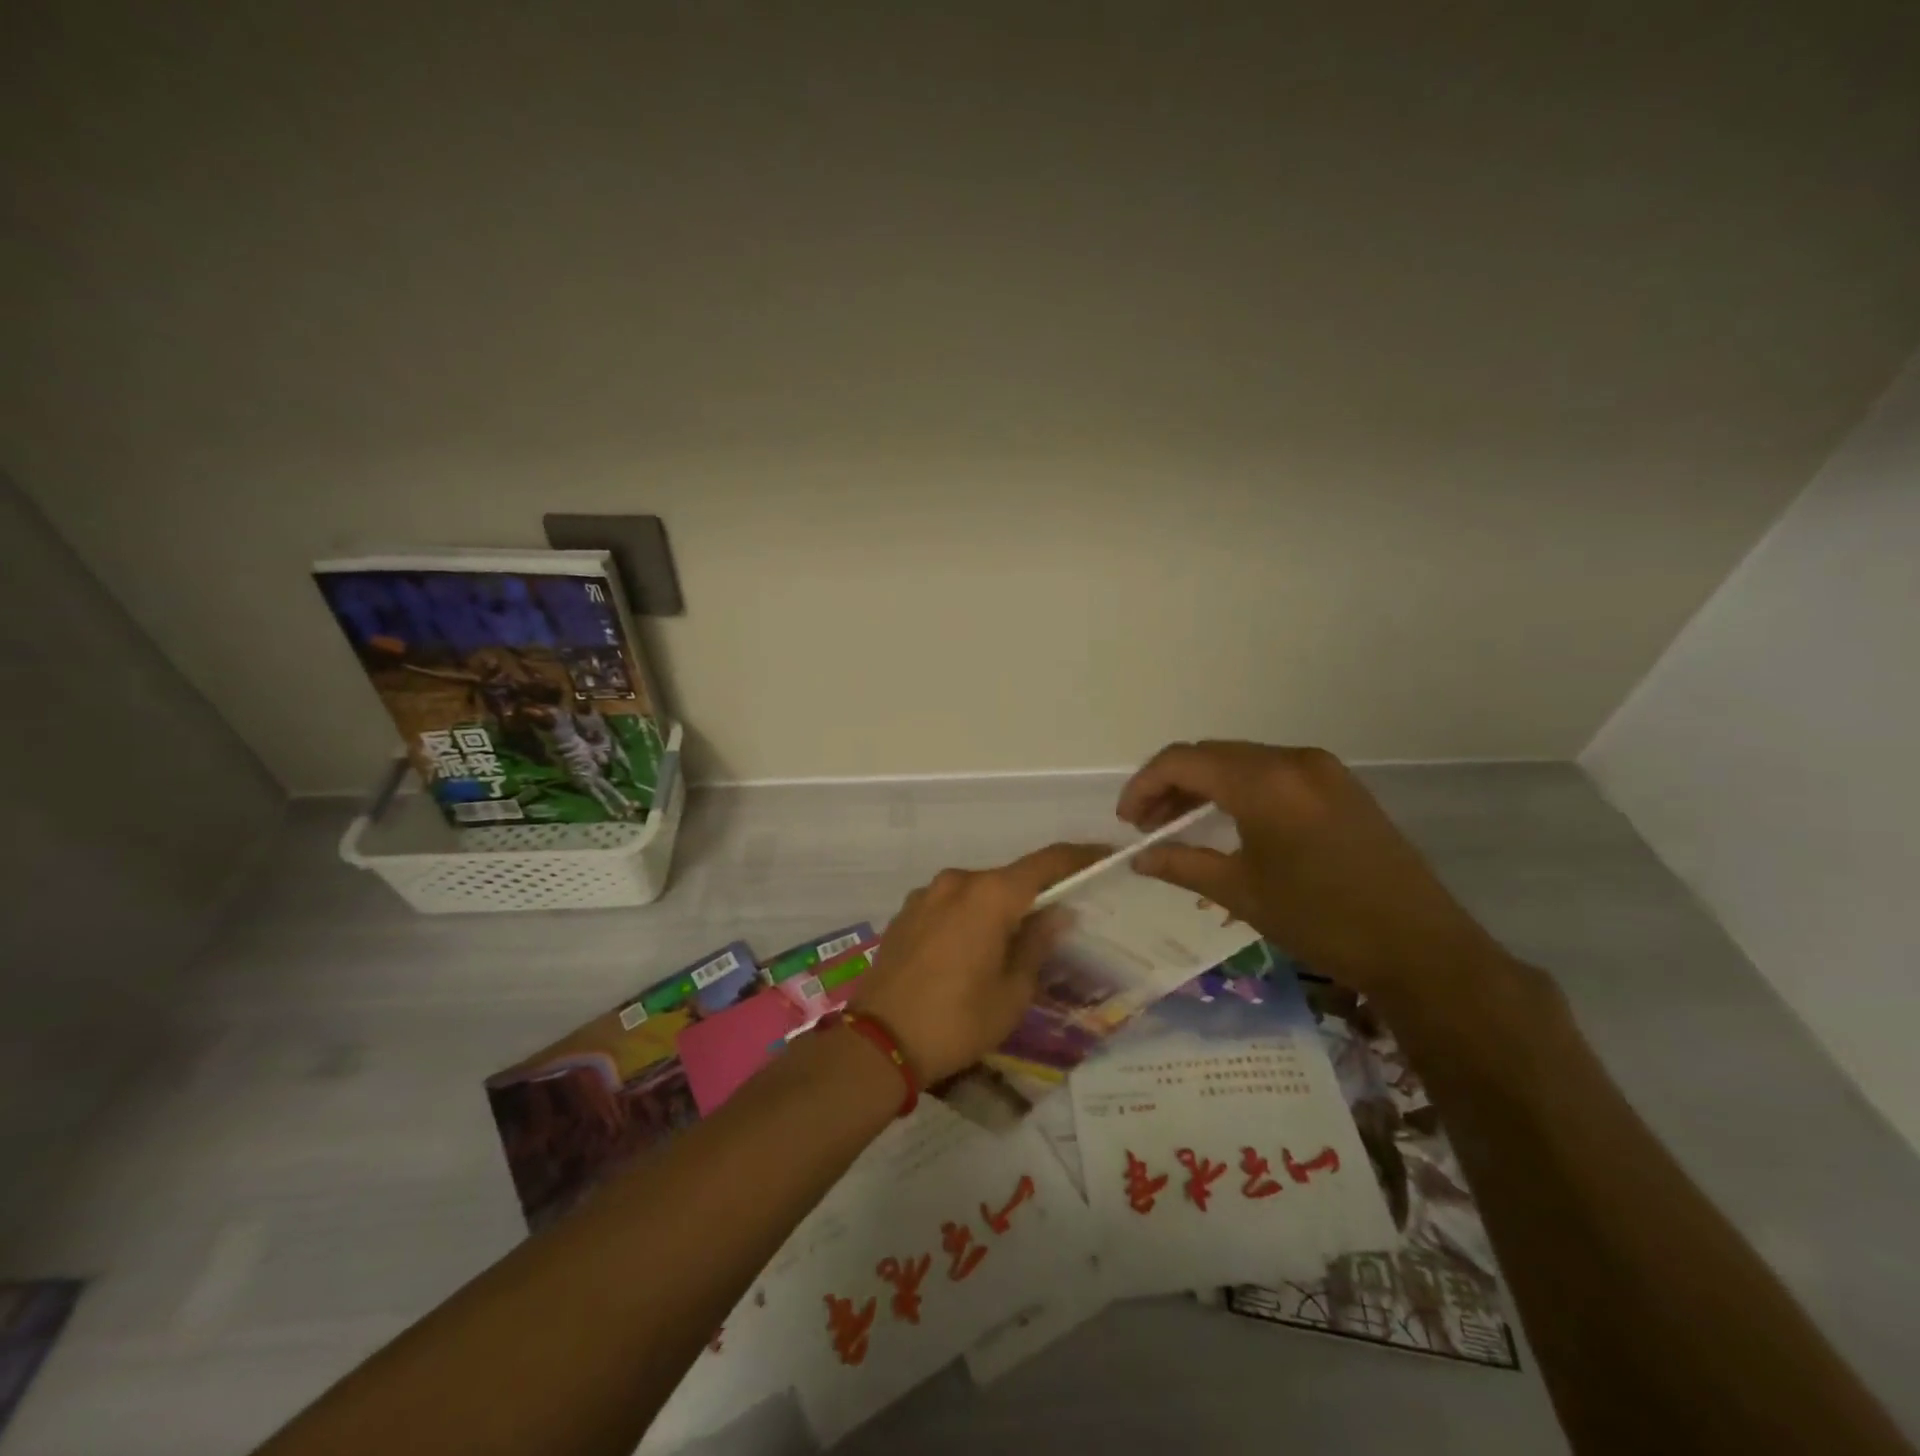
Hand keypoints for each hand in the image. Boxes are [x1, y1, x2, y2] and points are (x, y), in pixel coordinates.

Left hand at [852, 843, 1107, 1083]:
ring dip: (998, 910)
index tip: (1103, 857)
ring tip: (1009, 948)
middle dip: (1035, 896)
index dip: (1079, 857)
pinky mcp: (904, 914)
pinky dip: (969, 918)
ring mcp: (925, 895)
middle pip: (1009, 879)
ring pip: (977, 893)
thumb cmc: (956, 1021)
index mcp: (989, 895)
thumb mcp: (1012, 992)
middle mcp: (957, 882)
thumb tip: (1057, 912)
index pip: (1046, 862)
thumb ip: (1037, 944)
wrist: (877, 1042)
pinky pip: (950, 905)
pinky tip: (969, 954)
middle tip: (1056, 925)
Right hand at [1119, 741, 1504, 999]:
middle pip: (1211, 755)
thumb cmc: (1321, 920)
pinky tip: (1228, 821)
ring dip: (1204, 786)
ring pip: (1241, 762)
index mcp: (1264, 782)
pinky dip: (1238, 789)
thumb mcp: (1241, 893)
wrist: (1420, 947)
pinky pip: (1272, 773)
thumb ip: (1182, 864)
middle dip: (1170, 785)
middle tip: (1147, 826)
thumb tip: (1139, 858)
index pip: (1183, 761)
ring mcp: (1322, 769)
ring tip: (1179, 824)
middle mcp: (1292, 760)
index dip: (1144, 785)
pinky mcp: (1340, 786)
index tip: (1127, 822)